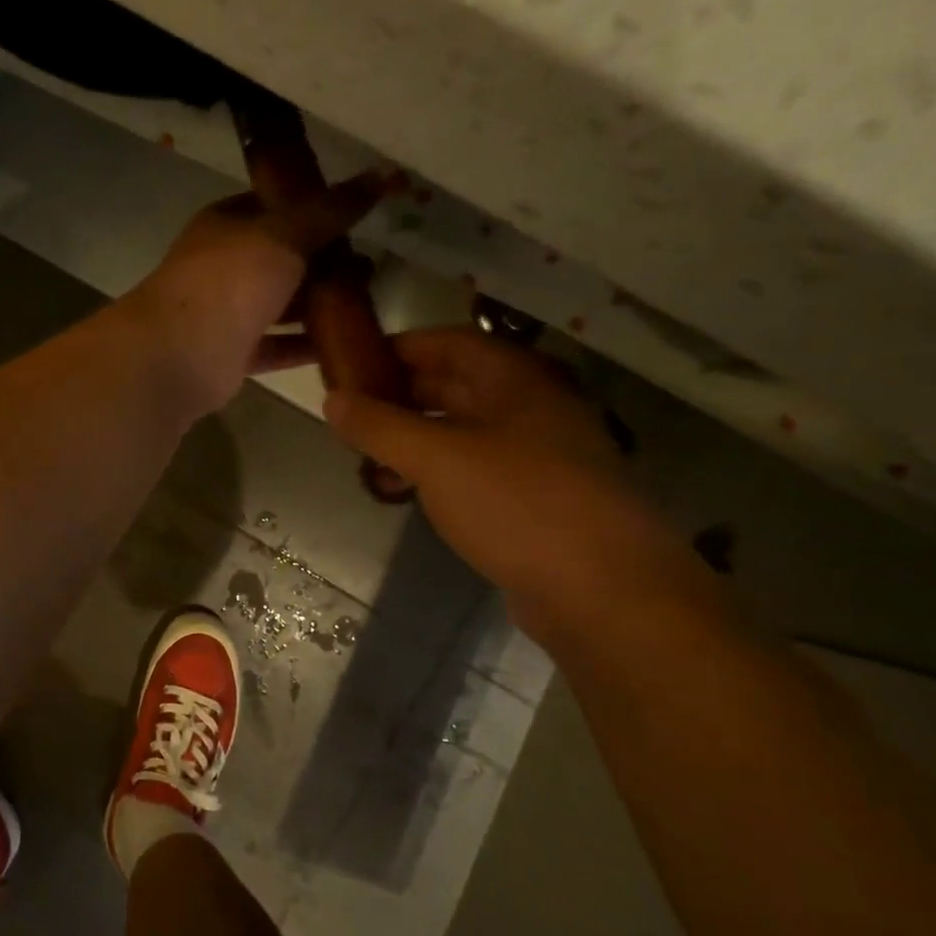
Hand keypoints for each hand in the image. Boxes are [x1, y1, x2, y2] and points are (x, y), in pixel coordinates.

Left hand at [125, 170, 396, 416]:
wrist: (180, 353)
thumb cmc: (228, 280)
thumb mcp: (285, 234)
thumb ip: (331, 210)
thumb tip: (383, 174)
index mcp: (225, 225)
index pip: (272, 206)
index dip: (312, 206)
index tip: (358, 213)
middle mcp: (223, 266)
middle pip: (280, 258)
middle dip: (323, 259)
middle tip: (374, 260)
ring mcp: (227, 312)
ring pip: (280, 304)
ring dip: (319, 303)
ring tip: (370, 297)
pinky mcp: (234, 354)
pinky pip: (279, 346)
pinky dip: (307, 345)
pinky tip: (349, 342)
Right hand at [323, 328, 704, 633]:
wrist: (603, 592)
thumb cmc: (518, 506)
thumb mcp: (436, 459)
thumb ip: (380, 426)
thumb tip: (332, 399)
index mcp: (515, 381)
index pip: (448, 342)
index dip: (397, 348)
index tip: (349, 365)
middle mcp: (529, 408)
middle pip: (452, 384)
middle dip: (397, 397)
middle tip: (348, 416)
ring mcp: (535, 455)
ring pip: (459, 430)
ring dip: (411, 438)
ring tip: (366, 459)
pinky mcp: (531, 498)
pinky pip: (471, 468)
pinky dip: (433, 472)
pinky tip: (404, 492)